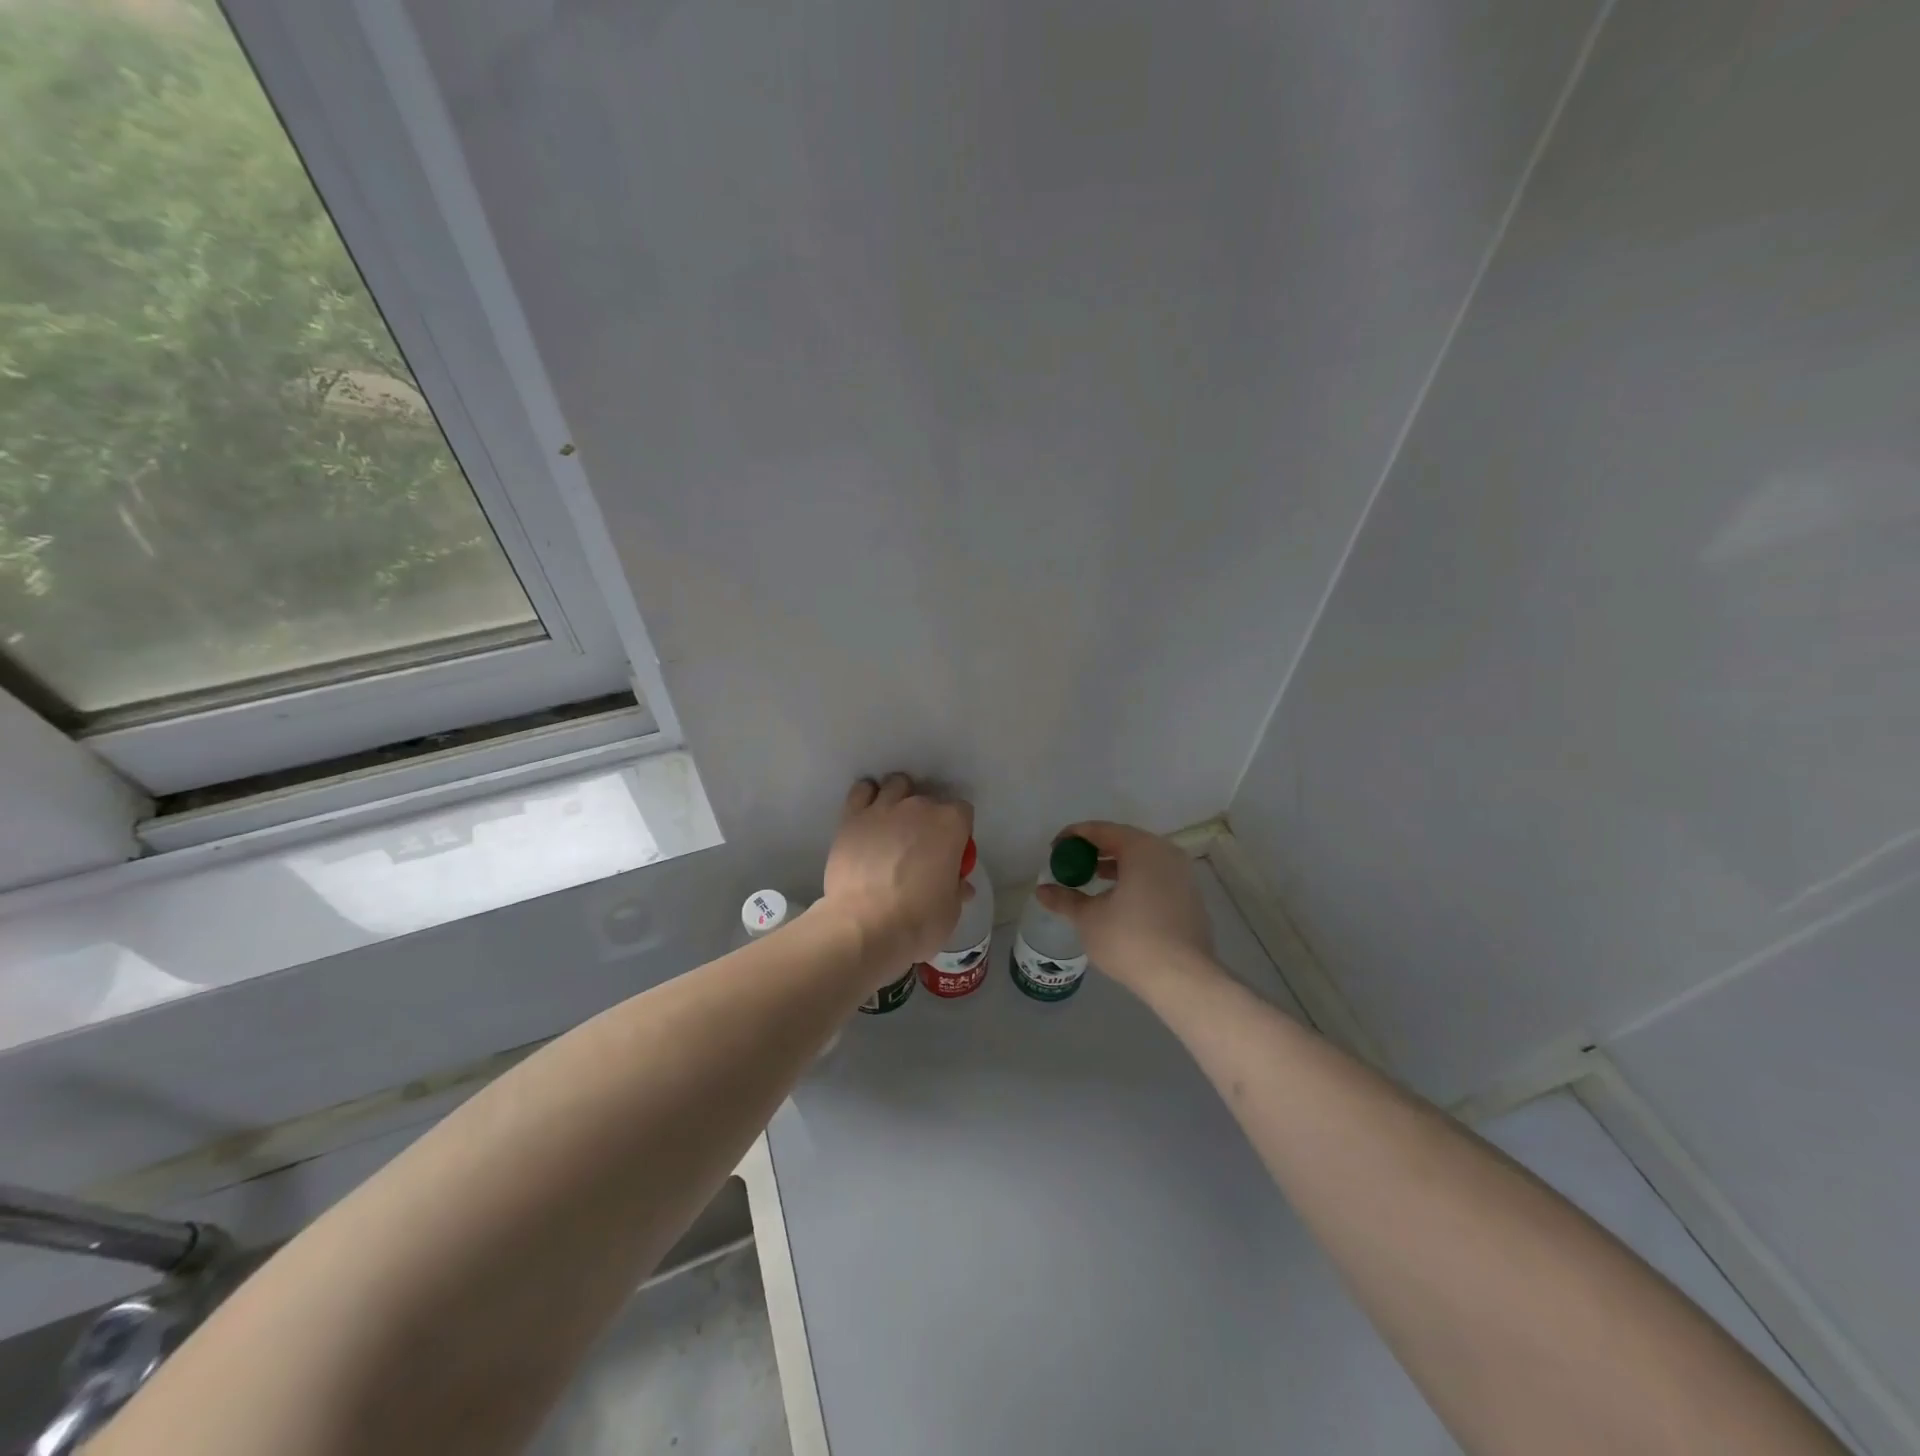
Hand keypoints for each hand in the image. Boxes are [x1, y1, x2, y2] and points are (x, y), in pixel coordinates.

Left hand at [819, 774, 973, 977]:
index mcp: (950, 824)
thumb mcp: (950, 910)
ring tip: (893, 823)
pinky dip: (867, 796)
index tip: (951, 851)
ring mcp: (883, 808)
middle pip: (929, 800)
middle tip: (920, 846)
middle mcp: (919, 806)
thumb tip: (960, 885)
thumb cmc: (918, 921)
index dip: (958, 832)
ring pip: (896, 785)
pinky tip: (868, 815)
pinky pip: (862, 791)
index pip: (963, 812)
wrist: (864, 928)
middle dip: (928, 818)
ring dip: (899, 798)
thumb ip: (956, 888)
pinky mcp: (852, 817)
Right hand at [1034, 821, 1213, 990]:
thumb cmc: (1130, 940)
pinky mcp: (1191, 898)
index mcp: (1141, 849)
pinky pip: (1156, 877)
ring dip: (1116, 866)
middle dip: (1095, 850)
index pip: (1101, 830)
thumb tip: (1042, 891)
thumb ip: (1065, 899)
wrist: (1183, 980)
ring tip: (1092, 881)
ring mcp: (1183, 876)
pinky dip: (1135, 880)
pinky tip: (1120, 901)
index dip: (1073, 836)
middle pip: (1124, 841)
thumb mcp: (1088, 918)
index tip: (1054, 849)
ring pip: (1143, 860)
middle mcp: (1166, 853)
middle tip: (1072, 863)